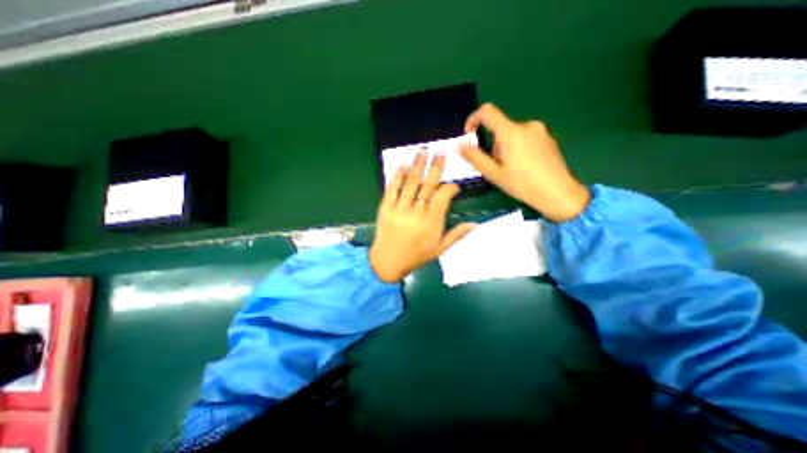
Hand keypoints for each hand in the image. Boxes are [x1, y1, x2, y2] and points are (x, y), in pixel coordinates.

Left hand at [368, 149, 474, 282]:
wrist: (387, 262)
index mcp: (432, 223)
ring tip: (423, 150)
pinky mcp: (386, 207)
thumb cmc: (416, 256)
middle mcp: (417, 212)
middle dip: (436, 166)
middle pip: (428, 184)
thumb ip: (456, 235)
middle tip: (441, 151)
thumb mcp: (439, 249)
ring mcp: (399, 208)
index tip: (454, 186)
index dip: (450, 187)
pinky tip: (403, 164)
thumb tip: (475, 224)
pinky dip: (398, 175)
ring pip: (411, 182)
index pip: (443, 196)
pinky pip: (392, 188)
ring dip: (418, 165)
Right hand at [461, 102, 589, 222]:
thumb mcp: (494, 173)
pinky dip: (518, 147)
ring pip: (512, 134)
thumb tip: (460, 145)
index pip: (487, 112)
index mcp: (511, 132)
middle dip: (493, 144)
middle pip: (500, 128)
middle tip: (497, 166)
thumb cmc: (522, 184)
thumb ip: (475, 158)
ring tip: (512, 169)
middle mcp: (526, 125)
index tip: (469, 134)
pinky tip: (525, 166)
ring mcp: (540, 130)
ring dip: (505, 147)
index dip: (473, 119)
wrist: (558, 192)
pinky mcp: (548, 137)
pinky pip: (525, 137)